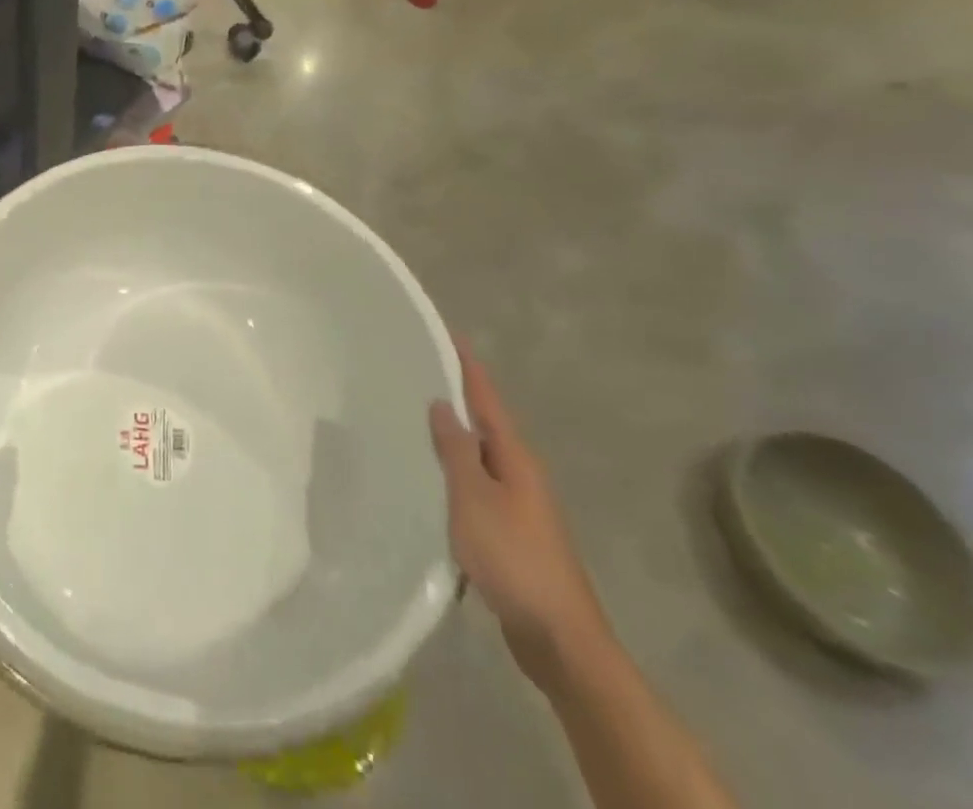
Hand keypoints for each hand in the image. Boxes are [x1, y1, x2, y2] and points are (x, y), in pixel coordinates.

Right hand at [429, 337, 610, 688]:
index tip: (447, 333)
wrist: (559, 638)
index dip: (467, 365)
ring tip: (413, 417)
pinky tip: (429, 480)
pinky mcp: (509, 534)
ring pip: (478, 457)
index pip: (486, 398)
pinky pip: (475, 487)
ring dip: (452, 436)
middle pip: (484, 423)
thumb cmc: (514, 558)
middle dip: (456, 395)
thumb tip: (443, 404)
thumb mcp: (474, 497)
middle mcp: (520, 473)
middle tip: (415, 370)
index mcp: (515, 457)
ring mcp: (518, 505)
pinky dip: (453, 472)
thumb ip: (456, 449)